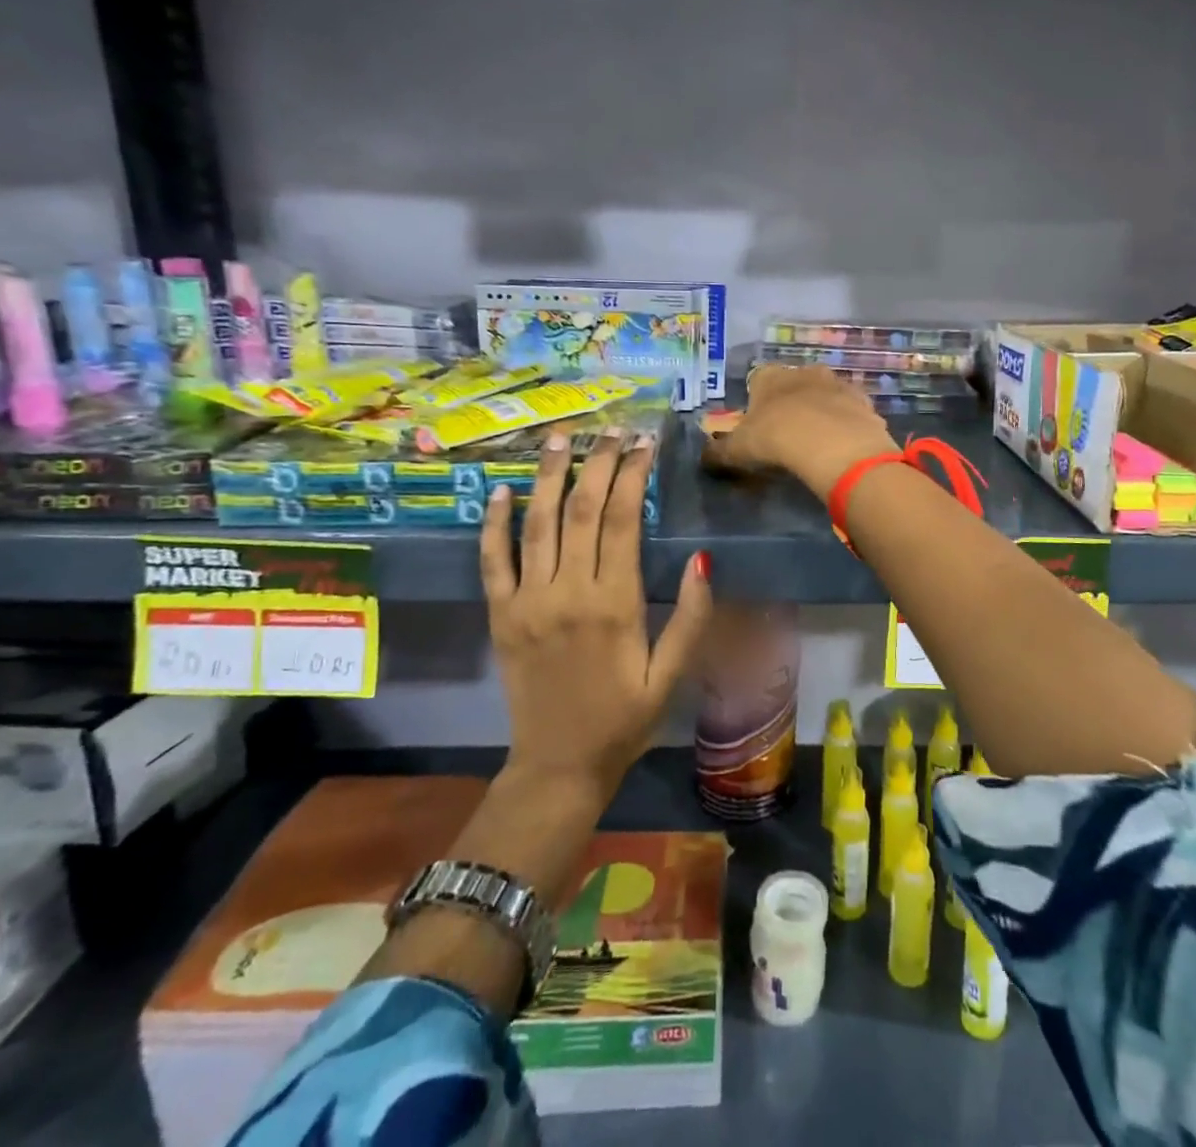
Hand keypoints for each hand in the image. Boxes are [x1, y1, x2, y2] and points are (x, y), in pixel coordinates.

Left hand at [481, 427, 712, 802]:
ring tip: (560, 438)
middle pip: (581, 510)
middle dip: (597, 463)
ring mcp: (528, 601)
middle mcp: (568, 592)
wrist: (559, 765)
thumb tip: (702, 558)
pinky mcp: (501, 615)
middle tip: (611, 430)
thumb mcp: (672, 674)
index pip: (622, 520)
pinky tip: (501, 491)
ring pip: (538, 524)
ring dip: (549, 476)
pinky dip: (494, 523)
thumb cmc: (625, 719)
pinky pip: (493, 561)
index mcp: (614, 604)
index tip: (643, 443)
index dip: (632, 475)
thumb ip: (691, 617)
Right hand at [704, 366, 898, 497]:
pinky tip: (841, 446)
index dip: (757, 400)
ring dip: (822, 411)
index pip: (758, 379)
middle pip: (795, 383)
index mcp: (770, 376)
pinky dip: (846, 425)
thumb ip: (719, 453)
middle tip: (788, 433)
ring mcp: (837, 384)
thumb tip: (704, 457)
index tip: (758, 424)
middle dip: (792, 402)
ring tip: (817, 441)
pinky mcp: (863, 402)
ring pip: (826, 394)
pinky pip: (850, 412)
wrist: (831, 443)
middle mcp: (804, 372)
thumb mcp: (738, 450)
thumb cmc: (775, 438)